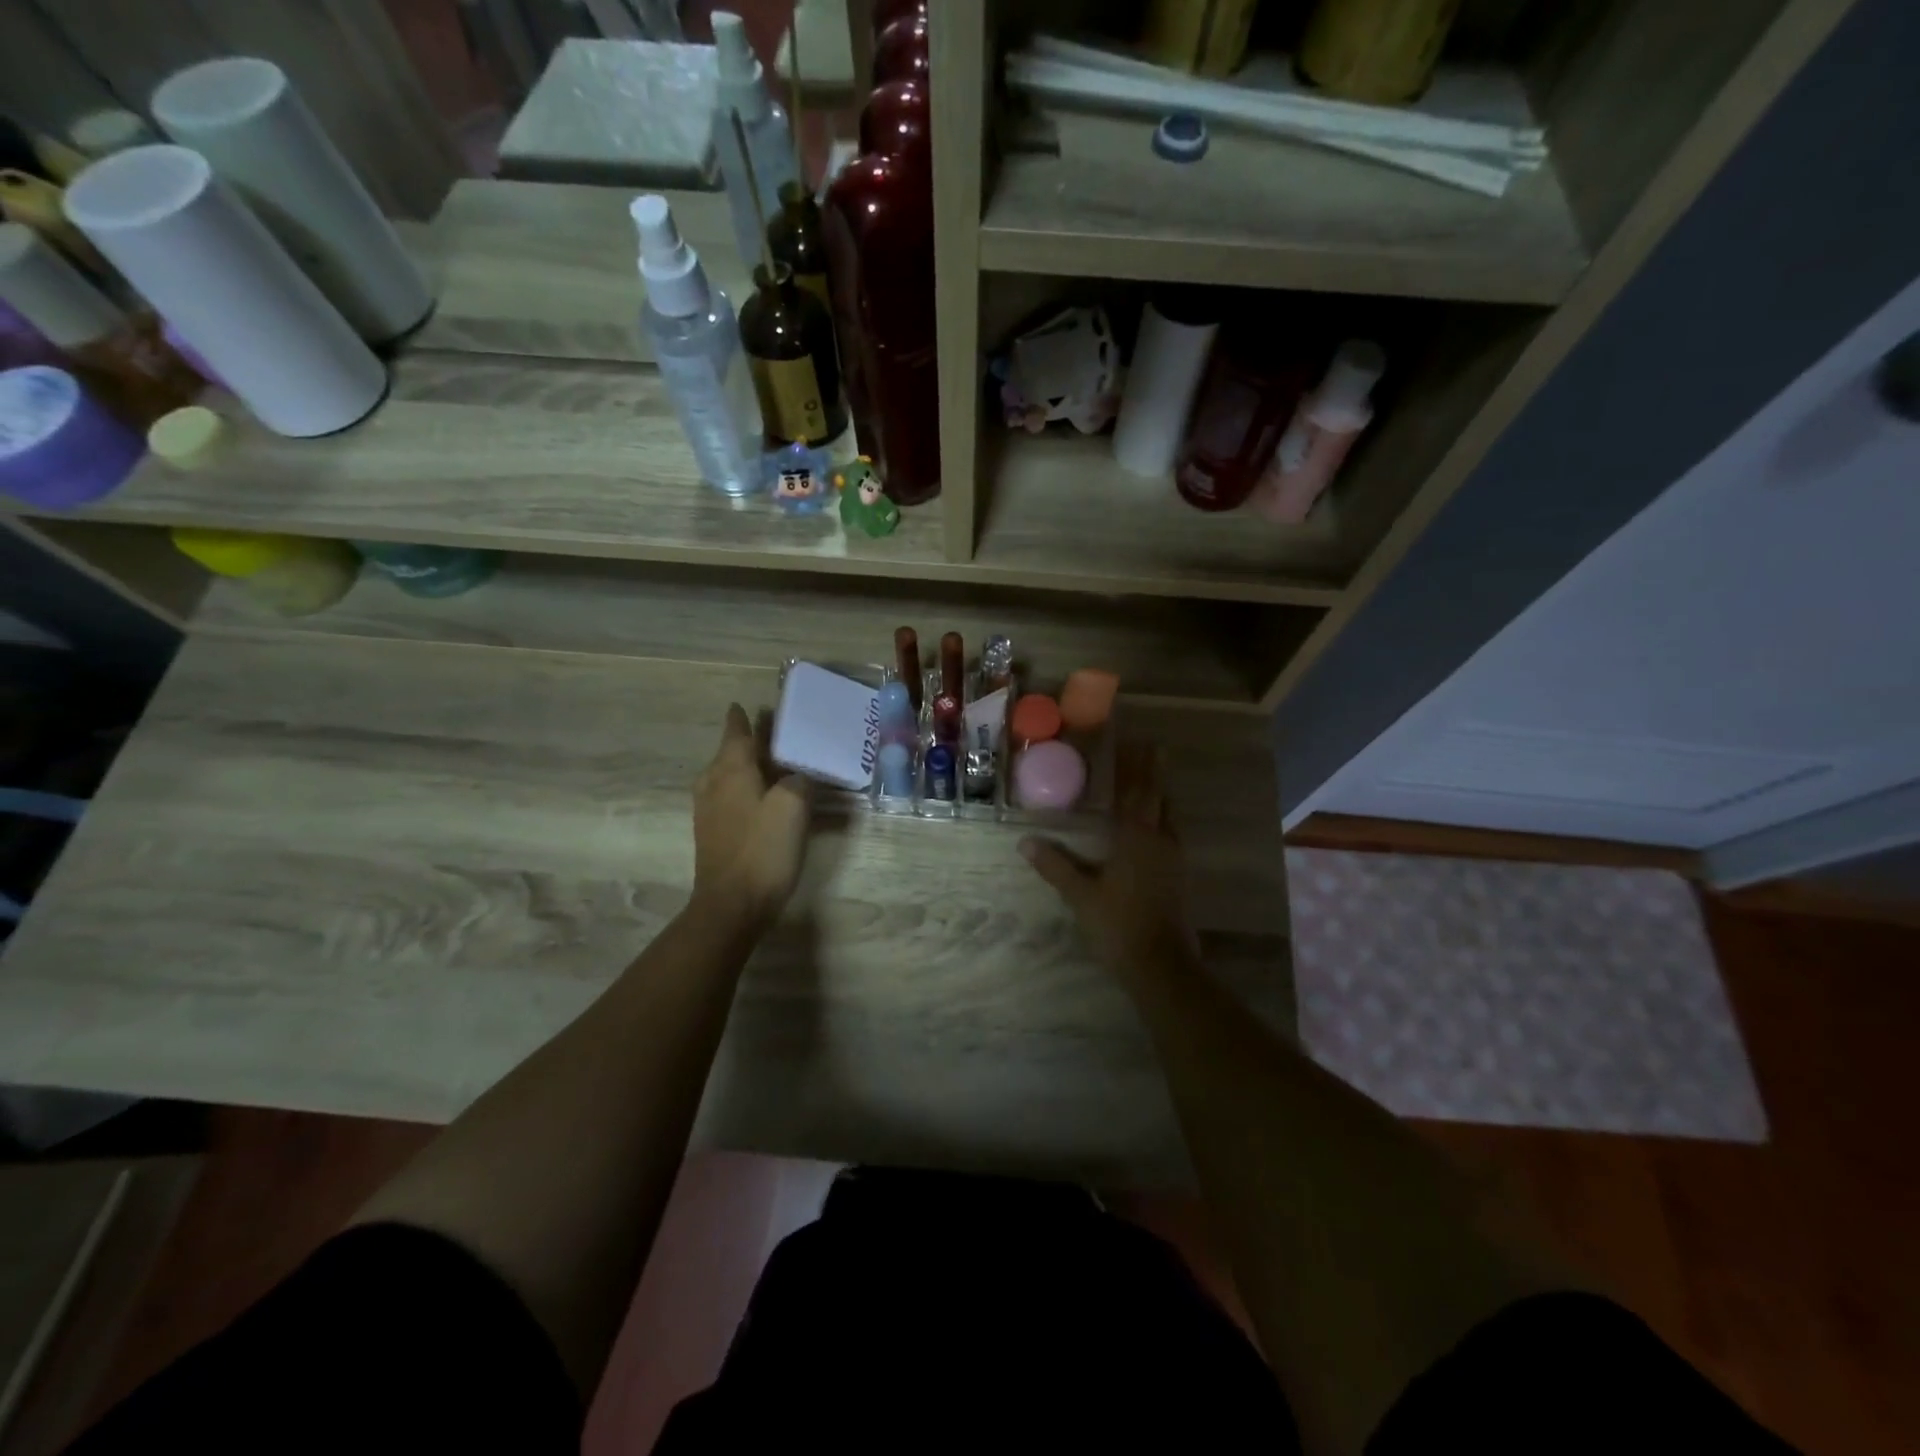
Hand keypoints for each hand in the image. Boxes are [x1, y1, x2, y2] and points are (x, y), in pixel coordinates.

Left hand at [692, 704, 810, 926]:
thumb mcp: (792, 806)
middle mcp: (714, 783)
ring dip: (752, 767)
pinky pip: (733, 799)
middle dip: (753, 741)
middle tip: (779, 732)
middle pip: (732, 752)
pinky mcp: (715, 834)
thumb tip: (799, 774)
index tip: (753, 704)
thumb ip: (799, 779)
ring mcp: (710, 811)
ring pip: (731, 776)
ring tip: (778, 765)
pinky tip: (768, 801)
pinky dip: (750, 791)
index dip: (744, 717)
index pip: (736, 731)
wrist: (731, 905)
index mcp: (730, 769)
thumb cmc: (762, 849)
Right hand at [1020, 744, 1196, 985]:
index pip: (1138, 792)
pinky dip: (1162, 820)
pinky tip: (1153, 827)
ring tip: (1151, 783)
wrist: (1160, 965)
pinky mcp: (1178, 877)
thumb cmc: (1118, 925)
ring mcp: (1174, 859)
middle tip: (1151, 751)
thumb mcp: (1080, 895)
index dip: (1138, 767)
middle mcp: (1160, 841)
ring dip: (1161, 796)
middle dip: (1154, 774)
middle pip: (1160, 799)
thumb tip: (1025, 841)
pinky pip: (1171, 835)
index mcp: (1136, 839)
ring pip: (1170, 817)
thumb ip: (1055, 866)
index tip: (1139, 743)